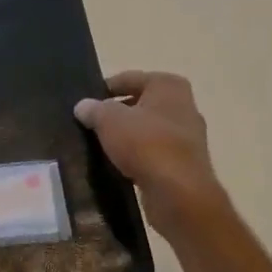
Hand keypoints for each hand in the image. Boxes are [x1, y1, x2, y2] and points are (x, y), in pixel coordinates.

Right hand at [74, 70, 226, 234]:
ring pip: (148, 129)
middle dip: (117, 113)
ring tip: (101, 145)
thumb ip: (94, 109)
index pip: (129, 78)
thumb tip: (83, 106)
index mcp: (168, 85)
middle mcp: (184, 105)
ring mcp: (188, 136)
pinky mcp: (186, 163)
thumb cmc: (145, 143)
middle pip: (141, 103)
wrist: (179, 192)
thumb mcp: (109, 119)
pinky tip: (119, 165)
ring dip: (127, 136)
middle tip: (90, 123)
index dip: (105, 89)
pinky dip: (138, 156)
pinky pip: (154, 152)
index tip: (86, 103)